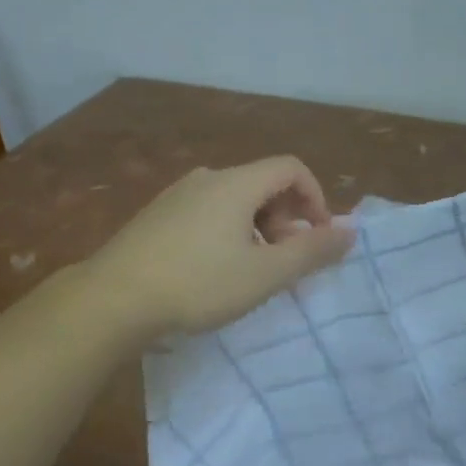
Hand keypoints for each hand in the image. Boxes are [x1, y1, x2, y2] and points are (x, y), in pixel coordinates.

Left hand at [87, 157, 355, 340]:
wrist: (114, 297)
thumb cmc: (198, 283)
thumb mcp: (264, 273)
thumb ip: (312, 251)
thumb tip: (351, 231)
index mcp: (236, 182)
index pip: (291, 167)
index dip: (315, 197)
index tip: (318, 236)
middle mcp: (207, 178)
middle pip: (262, 182)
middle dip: (286, 217)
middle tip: (284, 260)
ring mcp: (177, 194)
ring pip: (234, 199)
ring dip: (257, 227)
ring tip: (251, 270)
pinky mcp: (157, 214)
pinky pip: (207, 211)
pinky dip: (228, 230)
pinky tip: (214, 269)